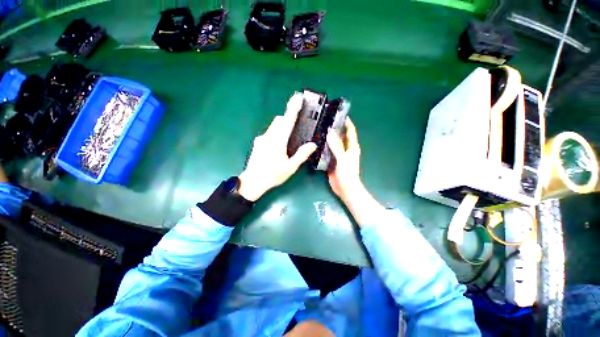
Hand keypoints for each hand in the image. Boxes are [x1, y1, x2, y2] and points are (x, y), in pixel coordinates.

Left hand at [238, 93, 316, 200]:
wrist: (253, 182)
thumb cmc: (273, 175)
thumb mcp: (290, 167)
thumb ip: (302, 154)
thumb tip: (312, 144)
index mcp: (278, 141)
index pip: (287, 121)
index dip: (293, 108)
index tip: (298, 98)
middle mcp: (268, 136)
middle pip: (279, 120)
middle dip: (287, 119)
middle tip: (296, 127)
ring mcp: (261, 139)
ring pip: (273, 126)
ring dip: (281, 127)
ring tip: (287, 140)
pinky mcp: (257, 142)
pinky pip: (268, 133)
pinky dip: (275, 133)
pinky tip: (277, 146)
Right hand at [326, 117, 362, 202]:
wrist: (345, 189)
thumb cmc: (347, 174)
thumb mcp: (342, 159)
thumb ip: (337, 146)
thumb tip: (330, 132)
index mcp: (352, 147)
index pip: (350, 131)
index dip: (347, 122)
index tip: (340, 114)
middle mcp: (345, 150)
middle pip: (340, 136)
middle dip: (335, 129)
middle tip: (325, 121)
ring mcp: (338, 156)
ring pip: (333, 144)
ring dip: (328, 138)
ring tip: (319, 130)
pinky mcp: (332, 161)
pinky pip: (327, 152)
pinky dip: (323, 148)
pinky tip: (316, 144)